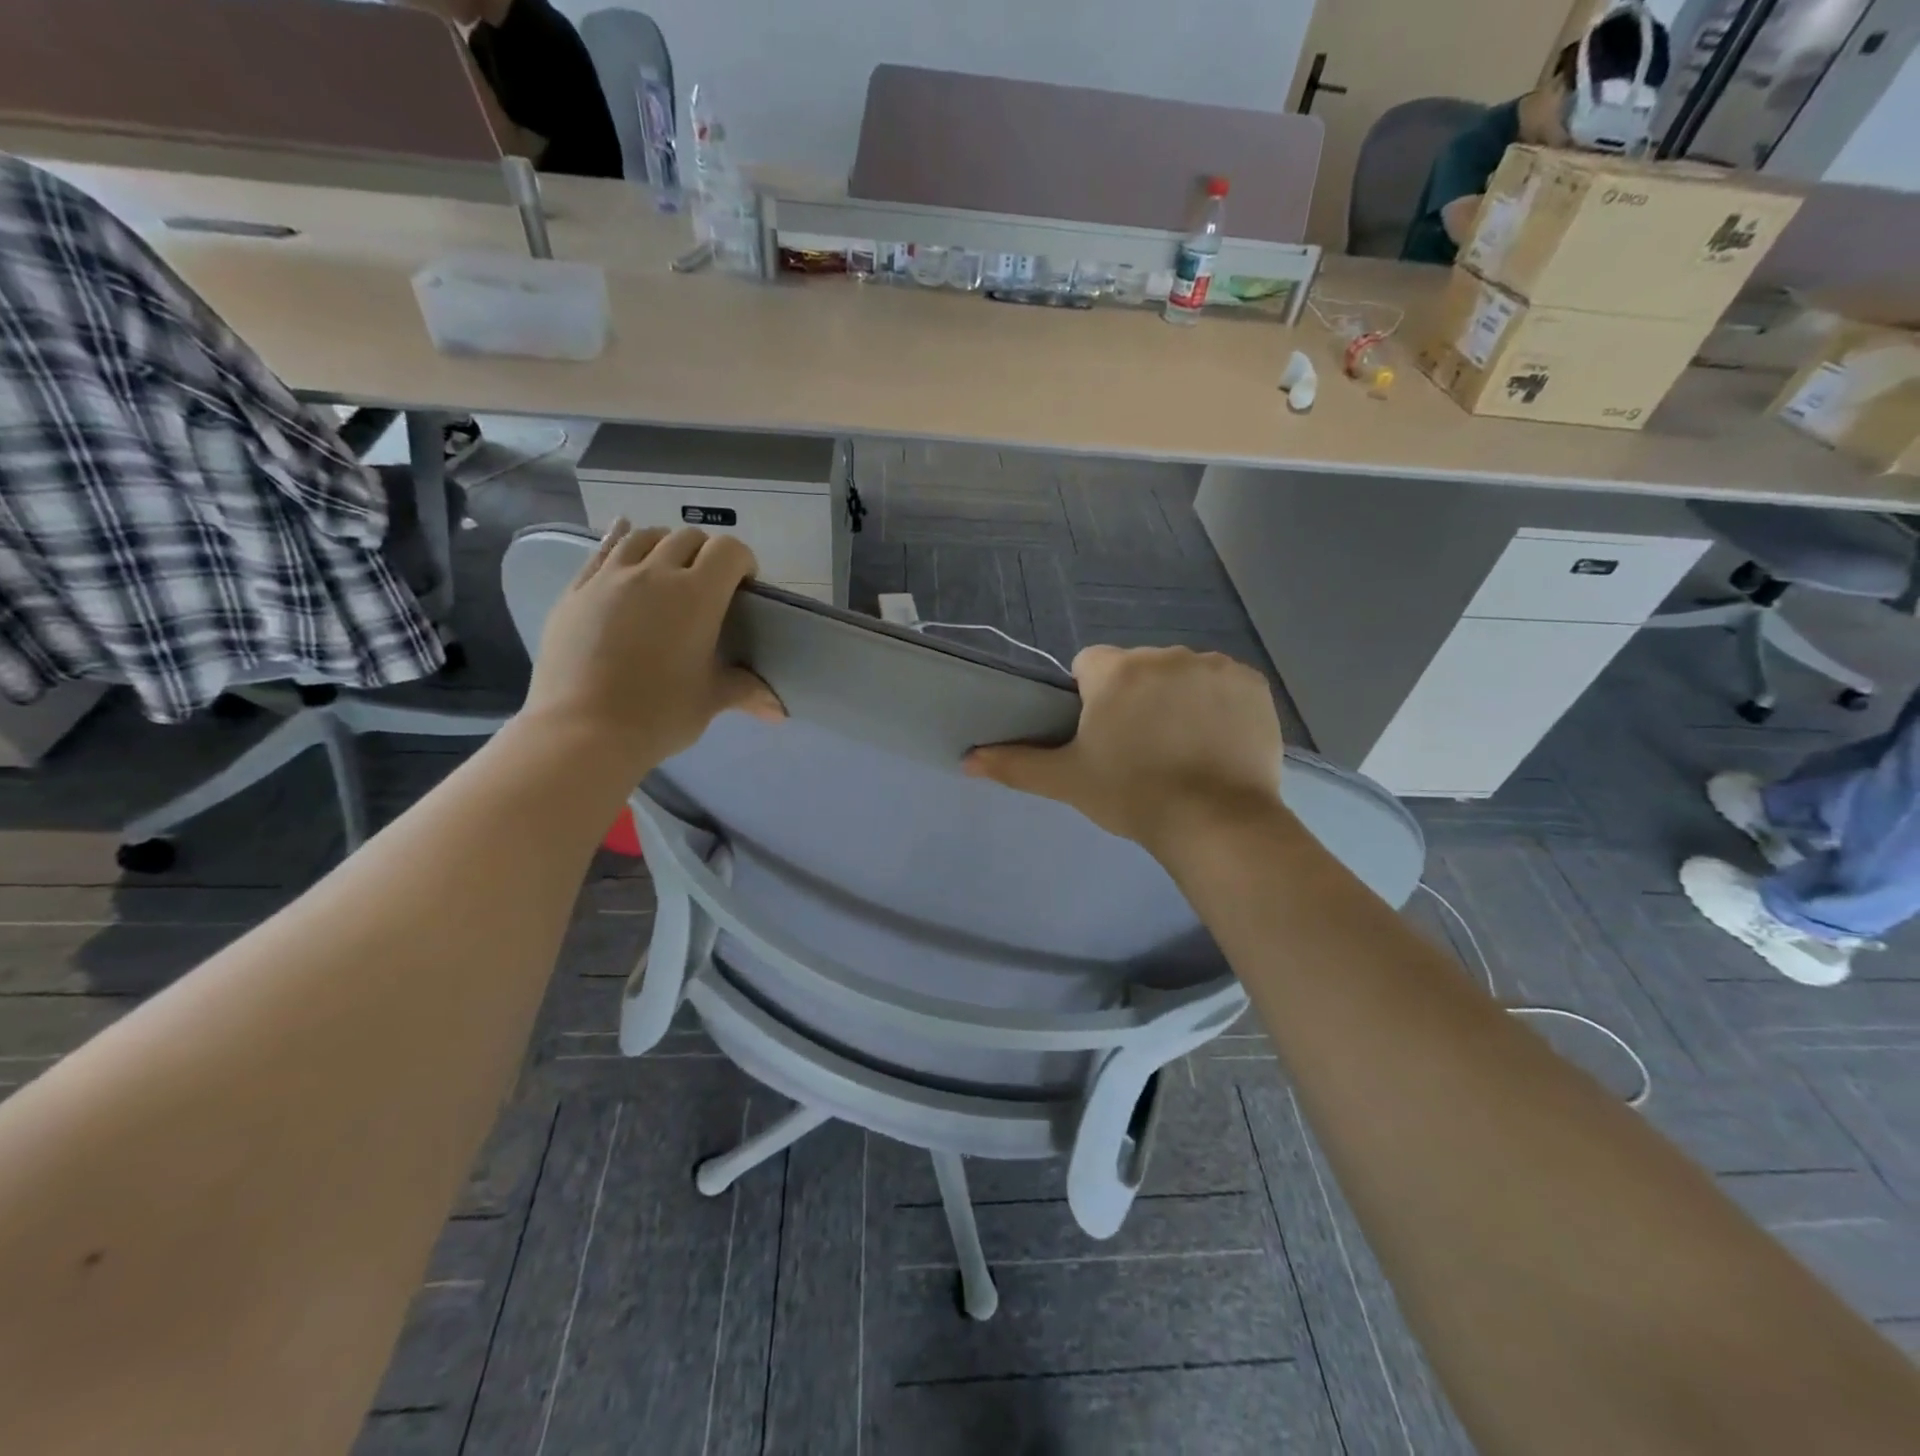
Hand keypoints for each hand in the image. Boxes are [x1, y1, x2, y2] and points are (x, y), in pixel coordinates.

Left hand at [522, 522, 781, 774]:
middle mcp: (655, 574)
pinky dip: (619, 540)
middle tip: (708, 586)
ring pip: (644, 537)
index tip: (745, 587)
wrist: (583, 731)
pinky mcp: (577, 591)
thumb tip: (778, 711)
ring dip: (664, 545)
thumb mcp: (710, 700)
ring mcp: (611, 578)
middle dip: (705, 554)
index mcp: (698, 596)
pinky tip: (622, 538)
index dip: (742, 561)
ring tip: (667, 569)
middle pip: (688, 538)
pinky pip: (602, 550)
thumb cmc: (659, 714)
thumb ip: (745, 690)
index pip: (728, 551)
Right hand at [964, 645, 1282, 858]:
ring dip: (1177, 697)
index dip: (1091, 699)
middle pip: (1137, 668)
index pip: (1089, 666)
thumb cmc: (1132, 796)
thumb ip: (1014, 764)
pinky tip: (1217, 741)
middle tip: (1142, 748)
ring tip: (1183, 747)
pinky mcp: (1251, 682)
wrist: (1216, 823)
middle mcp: (1164, 655)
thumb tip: (966, 760)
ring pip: (1181, 673)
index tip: (1103, 737)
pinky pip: (1223, 683)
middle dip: (1136, 697)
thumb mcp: (1067, 781)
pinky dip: (1218, 704)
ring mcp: (1213, 666)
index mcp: (1115, 671)